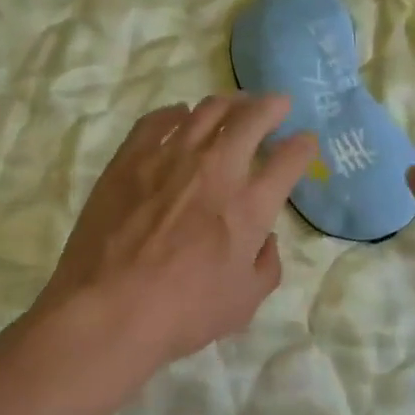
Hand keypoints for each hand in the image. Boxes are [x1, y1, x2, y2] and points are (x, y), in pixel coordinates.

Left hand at [38, 95, 317, 370]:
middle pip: (252, 118)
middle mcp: (217, 168)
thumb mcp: (243, 303)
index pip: (289, 159)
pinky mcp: (131, 157)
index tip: (306, 142)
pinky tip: (180, 114)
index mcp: (250, 204)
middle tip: (277, 103)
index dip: (304, 146)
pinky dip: (175, 113)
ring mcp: (171, 156)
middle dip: (272, 106)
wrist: (108, 309)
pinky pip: (157, 120)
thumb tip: (266, 239)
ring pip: (207, 110)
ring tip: (235, 103)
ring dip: (229, 102)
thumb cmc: (182, 312)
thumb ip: (266, 266)